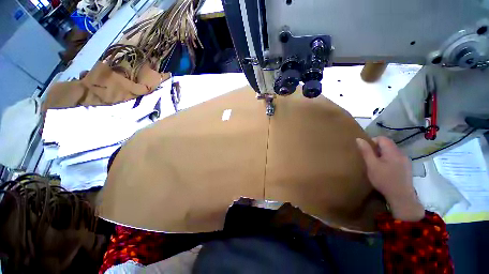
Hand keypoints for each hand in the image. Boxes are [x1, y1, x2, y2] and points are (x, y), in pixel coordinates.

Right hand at [356, 136, 424, 221]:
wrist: (401, 197)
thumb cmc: (384, 180)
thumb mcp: (371, 165)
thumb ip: (366, 151)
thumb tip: (359, 139)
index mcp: (393, 151)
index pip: (382, 138)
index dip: (372, 141)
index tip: (366, 151)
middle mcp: (401, 153)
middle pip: (388, 144)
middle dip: (377, 149)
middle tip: (369, 159)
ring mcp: (405, 161)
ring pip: (391, 152)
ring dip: (382, 154)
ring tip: (376, 164)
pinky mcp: (407, 167)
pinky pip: (396, 158)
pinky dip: (388, 160)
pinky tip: (385, 170)